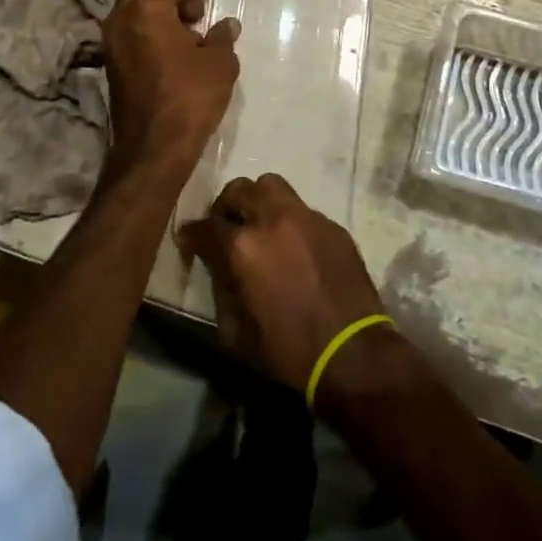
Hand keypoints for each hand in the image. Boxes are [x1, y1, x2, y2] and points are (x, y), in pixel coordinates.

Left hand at [101, 0, 239, 175]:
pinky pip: (130, 34)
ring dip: (158, 15)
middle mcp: (122, 19)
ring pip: (133, 12)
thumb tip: (226, 24)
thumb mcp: (219, 63)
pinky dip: (148, 33)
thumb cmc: (190, 96)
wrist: (153, 147)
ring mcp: (111, 43)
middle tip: (196, 12)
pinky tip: (173, 53)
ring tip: (188, 35)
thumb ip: (222, 37)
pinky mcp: (110, 66)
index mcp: (147, 9)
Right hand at [177, 174, 388, 397]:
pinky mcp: (332, 225)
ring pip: (272, 186)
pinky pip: (302, 209)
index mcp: (243, 247)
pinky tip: (294, 247)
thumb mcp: (237, 332)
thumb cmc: (288, 351)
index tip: (189, 242)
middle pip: (239, 190)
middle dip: (226, 208)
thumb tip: (216, 267)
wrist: (352, 354)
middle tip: (226, 229)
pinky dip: (289, 221)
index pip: (206, 226)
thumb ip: (221, 288)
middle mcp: (272, 220)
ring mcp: (306, 217)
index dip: (192, 235)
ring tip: (260, 227)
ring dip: (258, 201)